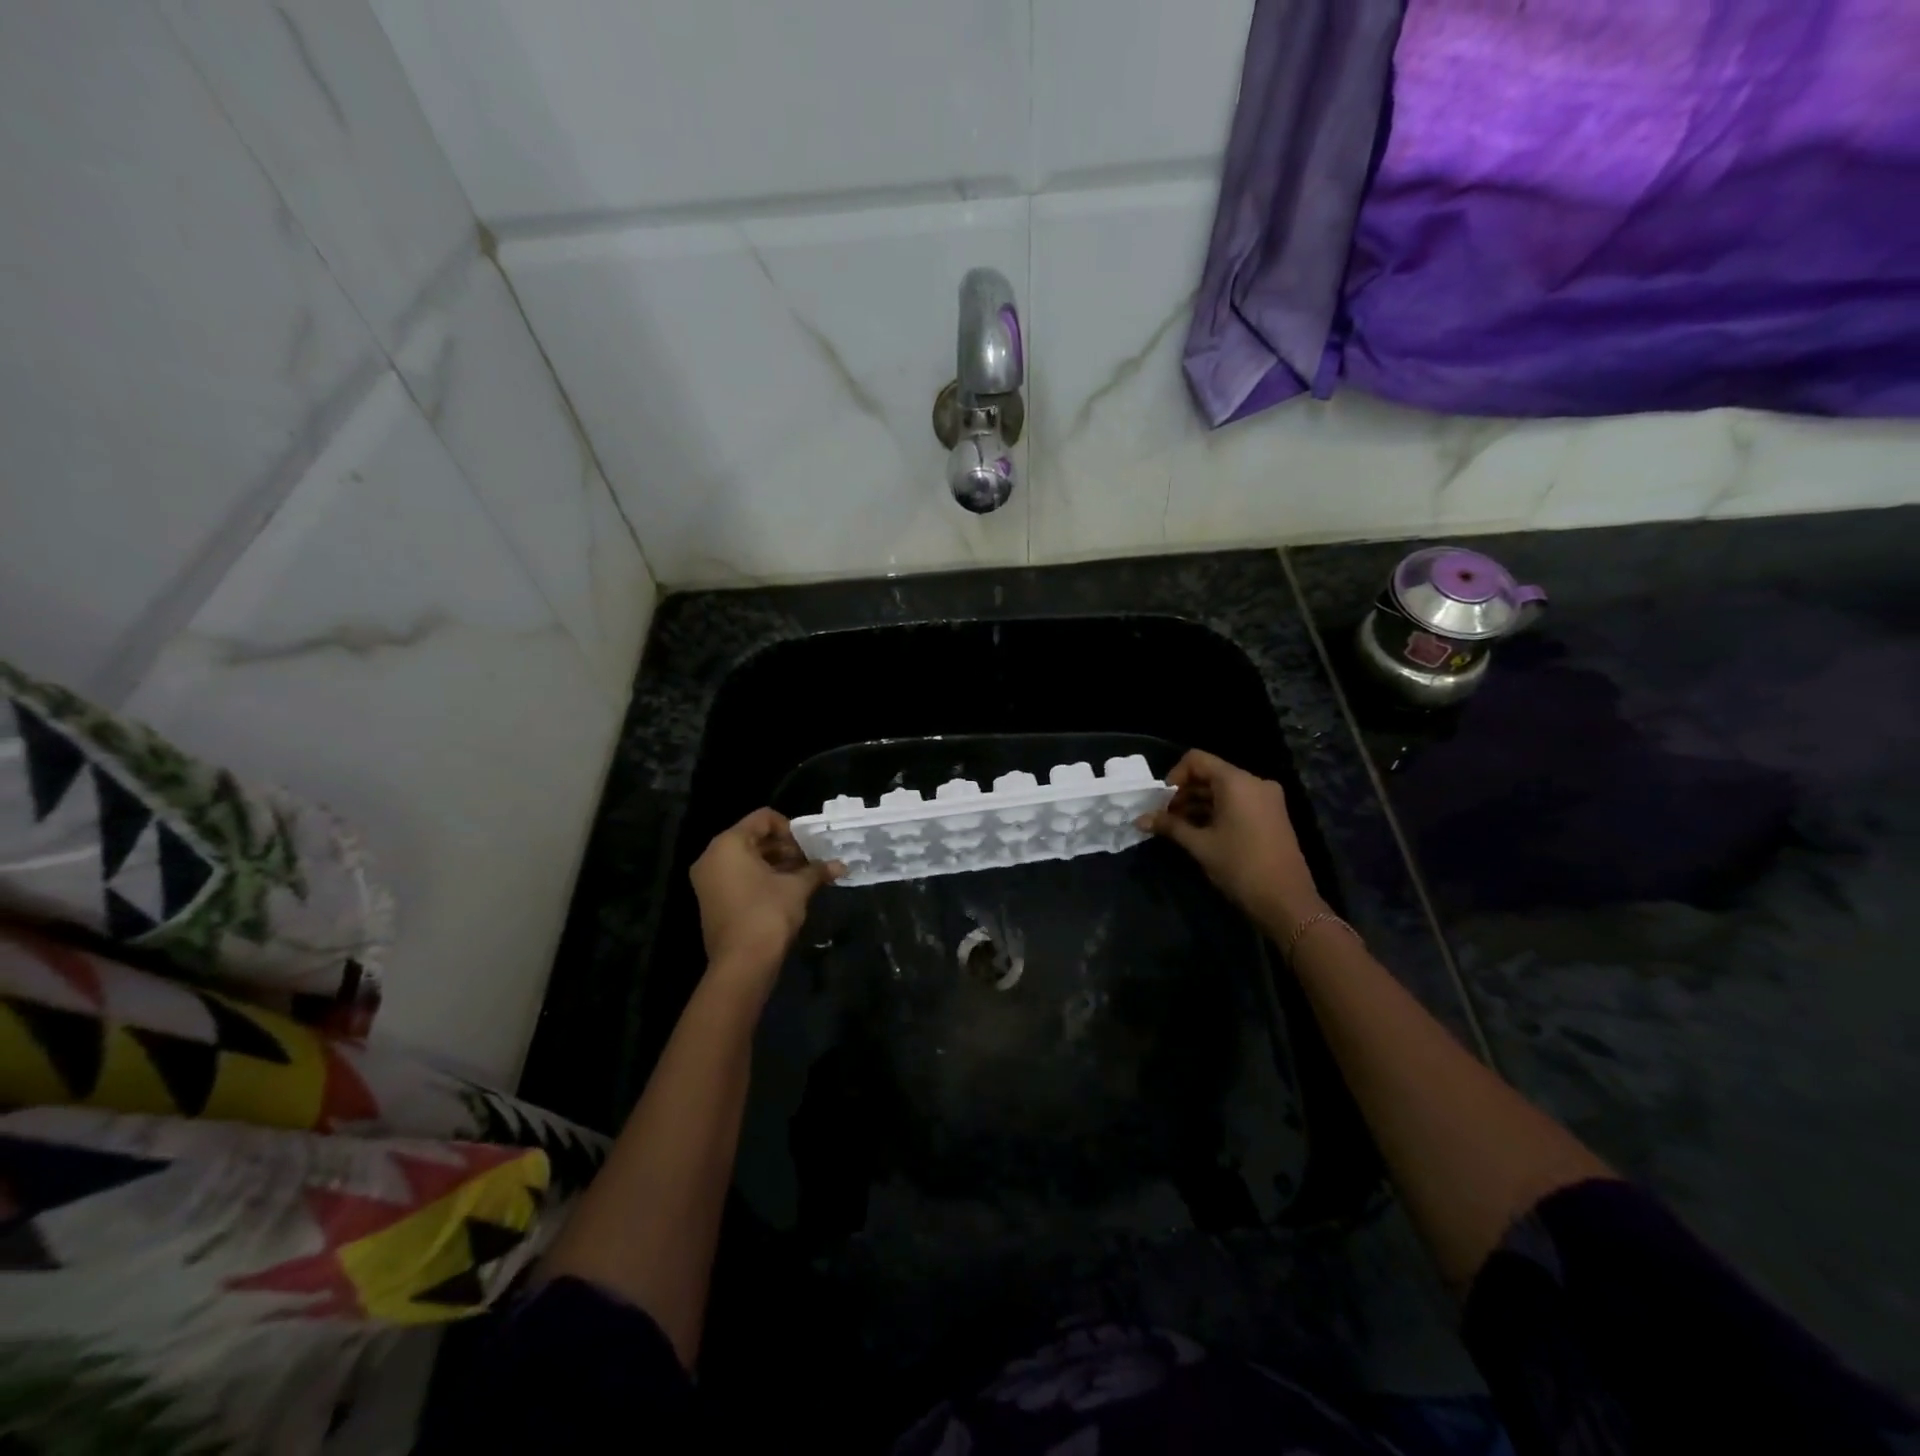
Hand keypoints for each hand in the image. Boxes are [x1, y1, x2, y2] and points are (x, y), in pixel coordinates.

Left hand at [690, 809, 841, 984]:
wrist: (742, 964)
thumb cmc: (768, 914)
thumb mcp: (797, 887)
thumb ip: (816, 870)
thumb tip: (841, 865)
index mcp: (728, 844)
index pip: (763, 818)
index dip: (790, 829)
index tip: (808, 847)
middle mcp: (712, 856)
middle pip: (754, 837)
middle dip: (785, 848)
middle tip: (809, 862)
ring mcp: (708, 880)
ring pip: (746, 859)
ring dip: (776, 864)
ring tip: (802, 877)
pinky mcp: (712, 900)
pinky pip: (738, 876)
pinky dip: (761, 878)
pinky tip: (786, 891)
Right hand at [1138, 750, 1323, 932]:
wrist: (1286, 902)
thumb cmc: (1240, 867)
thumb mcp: (1200, 845)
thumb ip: (1170, 826)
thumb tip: (1140, 819)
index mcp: (1237, 782)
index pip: (1197, 760)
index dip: (1174, 776)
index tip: (1162, 802)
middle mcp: (1254, 783)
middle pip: (1210, 774)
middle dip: (1184, 793)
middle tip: (1165, 817)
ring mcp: (1266, 799)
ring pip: (1224, 790)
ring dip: (1199, 803)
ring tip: (1178, 827)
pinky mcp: (1271, 815)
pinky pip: (1238, 802)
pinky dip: (1217, 811)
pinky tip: (1200, 831)